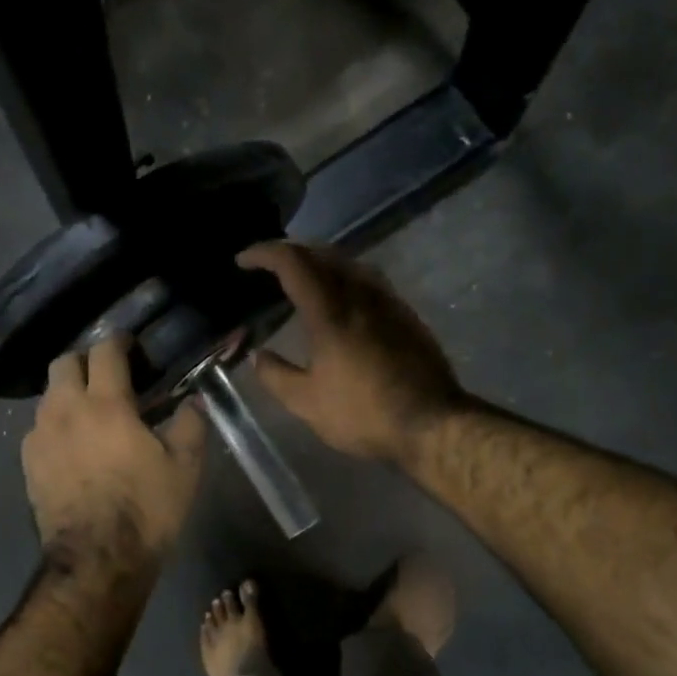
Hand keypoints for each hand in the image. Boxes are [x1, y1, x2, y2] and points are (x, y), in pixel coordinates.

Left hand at [22, 336, 207, 575]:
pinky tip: (73, 444)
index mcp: (106, 404)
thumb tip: (194, 400)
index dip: (119, 341)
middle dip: (85, 361)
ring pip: (48, 395)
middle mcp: (65, 410)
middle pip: (63, 362)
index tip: (131, 346)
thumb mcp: (185, 467)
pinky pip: (39, 427)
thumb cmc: (146, 509)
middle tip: (108, 377)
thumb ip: (191, 424)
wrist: (97, 561)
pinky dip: (56, 424)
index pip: (105, 351)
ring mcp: (40, 436)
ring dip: (68, 392)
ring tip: (91, 412)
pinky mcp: (27, 463)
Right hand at [238, 241, 464, 465]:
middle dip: (291, 251)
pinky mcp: (405, 314)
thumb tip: (258, 356)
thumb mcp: (307, 403)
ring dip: (320, 260)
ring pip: (349, 262)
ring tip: (303, 276)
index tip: (243, 261)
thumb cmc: (364, 414)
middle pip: (322, 253)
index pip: (293, 262)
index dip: (264, 253)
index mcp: (330, 312)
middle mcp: (359, 295)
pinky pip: (368, 278)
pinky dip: (344, 275)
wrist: (433, 424)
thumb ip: (276, 376)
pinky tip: (341, 297)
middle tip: (269, 265)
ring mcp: (388, 301)